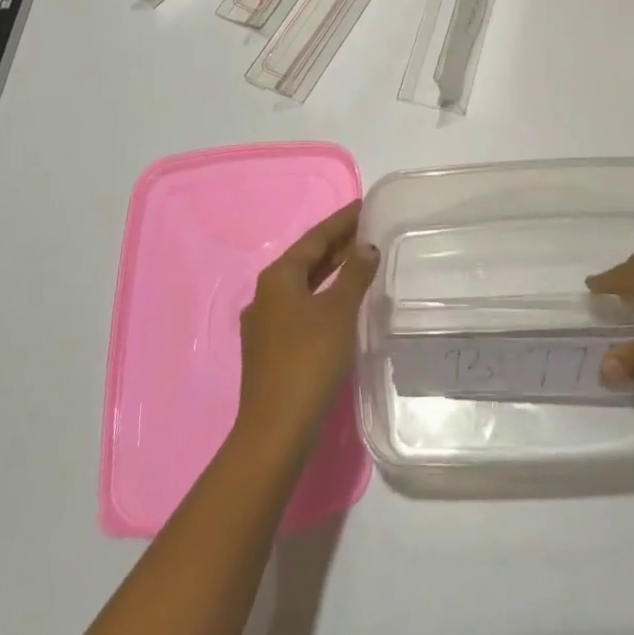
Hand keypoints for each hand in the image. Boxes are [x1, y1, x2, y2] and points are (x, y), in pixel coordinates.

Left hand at [235, 201, 377, 456]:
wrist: (275, 428)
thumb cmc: (309, 359)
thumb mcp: (339, 311)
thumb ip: (354, 274)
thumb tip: (366, 246)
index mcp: (278, 277)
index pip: (315, 237)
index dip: (342, 220)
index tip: (364, 206)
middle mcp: (266, 293)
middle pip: (306, 259)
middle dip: (337, 244)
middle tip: (368, 230)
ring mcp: (265, 323)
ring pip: (303, 285)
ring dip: (331, 271)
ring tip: (360, 261)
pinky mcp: (270, 349)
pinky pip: (301, 308)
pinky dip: (323, 296)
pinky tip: (341, 304)